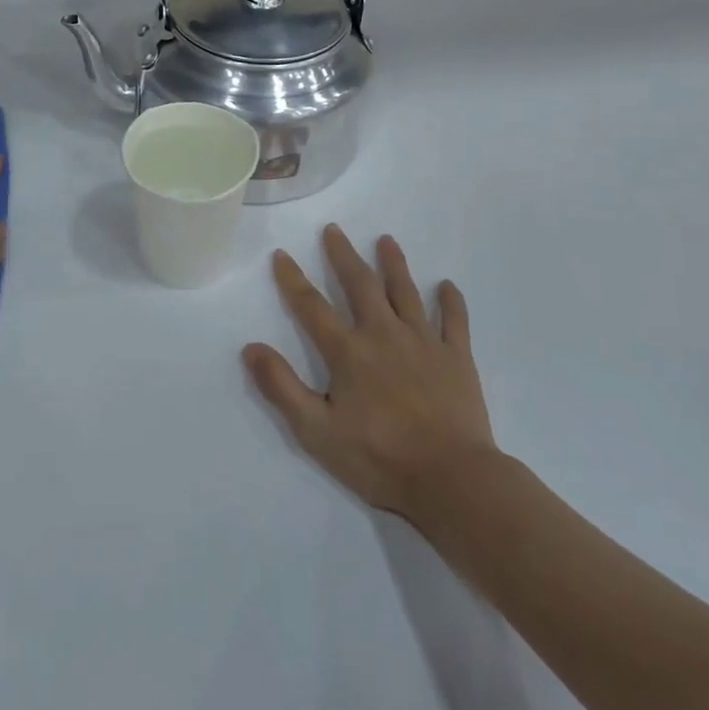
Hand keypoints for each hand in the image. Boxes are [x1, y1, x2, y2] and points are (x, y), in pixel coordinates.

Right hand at [244, 226, 499, 520]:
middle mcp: (384, 335)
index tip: (281, 254)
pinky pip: (454, 321)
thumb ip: (282, 387)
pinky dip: (450, 301)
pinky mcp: (457, 358)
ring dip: (394, 264)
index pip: (312, 307)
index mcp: (348, 352)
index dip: (293, 279)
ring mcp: (424, 343)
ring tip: (386, 240)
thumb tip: (250, 348)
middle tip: (334, 229)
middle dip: (344, 256)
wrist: (451, 480)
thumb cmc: (378, 459)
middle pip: (360, 285)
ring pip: (406, 292)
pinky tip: (447, 285)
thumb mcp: (316, 431)